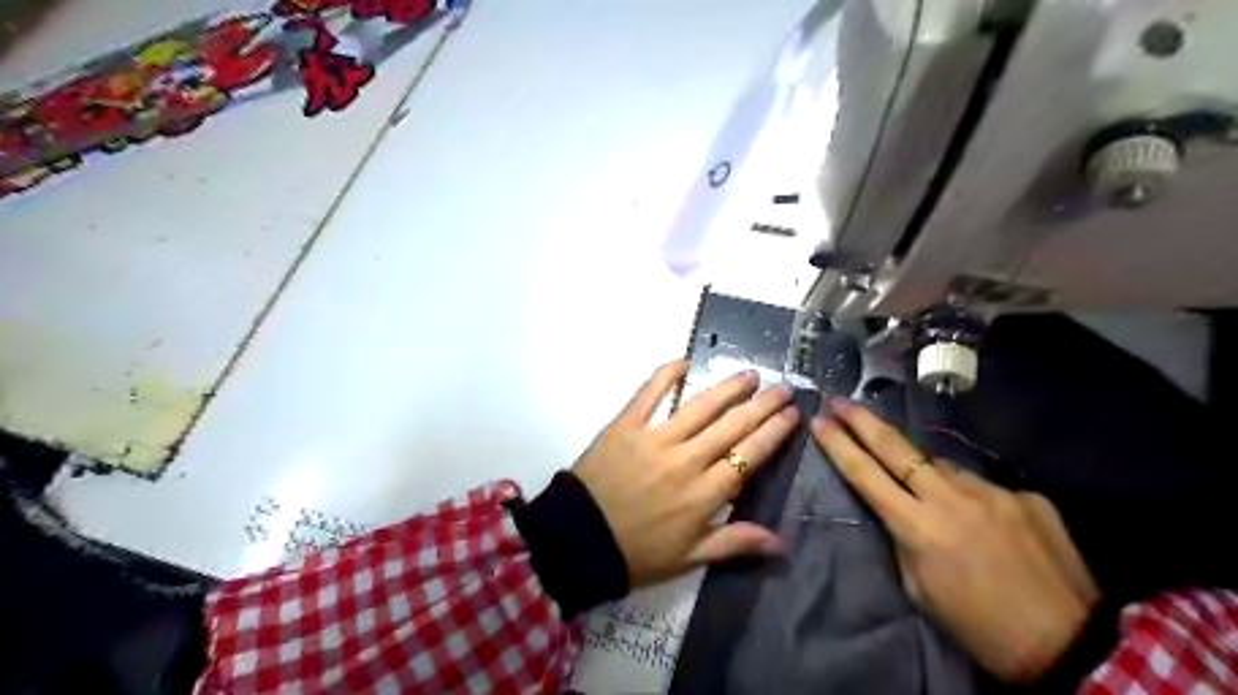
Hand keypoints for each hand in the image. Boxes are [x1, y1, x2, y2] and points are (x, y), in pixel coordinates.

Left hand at [571, 362, 796, 588]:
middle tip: (782, 387)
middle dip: (762, 404)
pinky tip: (685, 362)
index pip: (749, 455)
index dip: (774, 432)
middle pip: (733, 425)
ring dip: (728, 388)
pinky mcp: (626, 425)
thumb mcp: (690, 558)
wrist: (578, 541)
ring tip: (749, 375)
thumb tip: (781, 542)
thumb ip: (735, 543)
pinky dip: (667, 375)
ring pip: (700, 406)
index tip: (792, 414)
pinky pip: (649, 393)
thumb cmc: (637, 553)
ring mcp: (656, 439)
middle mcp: (687, 460)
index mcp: (705, 494)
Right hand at [814, 400, 1101, 680]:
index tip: (819, 421)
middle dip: (862, 421)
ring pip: (941, 466)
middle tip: (839, 401)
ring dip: (925, 472)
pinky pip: (982, 486)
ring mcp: (991, 491)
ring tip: (932, 497)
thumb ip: (905, 538)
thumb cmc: (977, 625)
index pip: (865, 475)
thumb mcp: (919, 587)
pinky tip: (985, 524)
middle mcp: (951, 498)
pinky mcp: (1025, 495)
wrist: (1068, 644)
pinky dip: (972, 498)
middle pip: (896, 448)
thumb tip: (903, 506)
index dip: (838, 445)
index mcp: (917, 527)